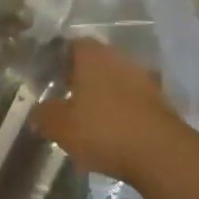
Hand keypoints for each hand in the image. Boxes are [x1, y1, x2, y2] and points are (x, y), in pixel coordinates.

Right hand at [35, 38, 180, 182]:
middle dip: (81, 77)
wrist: (159, 153)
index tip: (49, 76)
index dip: (59, 58)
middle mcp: (121, 59)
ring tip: (88, 117)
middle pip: (96, 62)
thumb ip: (44, 114)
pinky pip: (133, 100)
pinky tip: (112, 130)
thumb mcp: (60, 126)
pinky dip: (121, 110)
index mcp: (94, 57)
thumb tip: (37, 111)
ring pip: (116, 80)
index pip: (73, 44)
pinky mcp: (160, 102)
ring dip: (103, 94)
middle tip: (65, 97)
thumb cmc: (102, 130)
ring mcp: (145, 79)